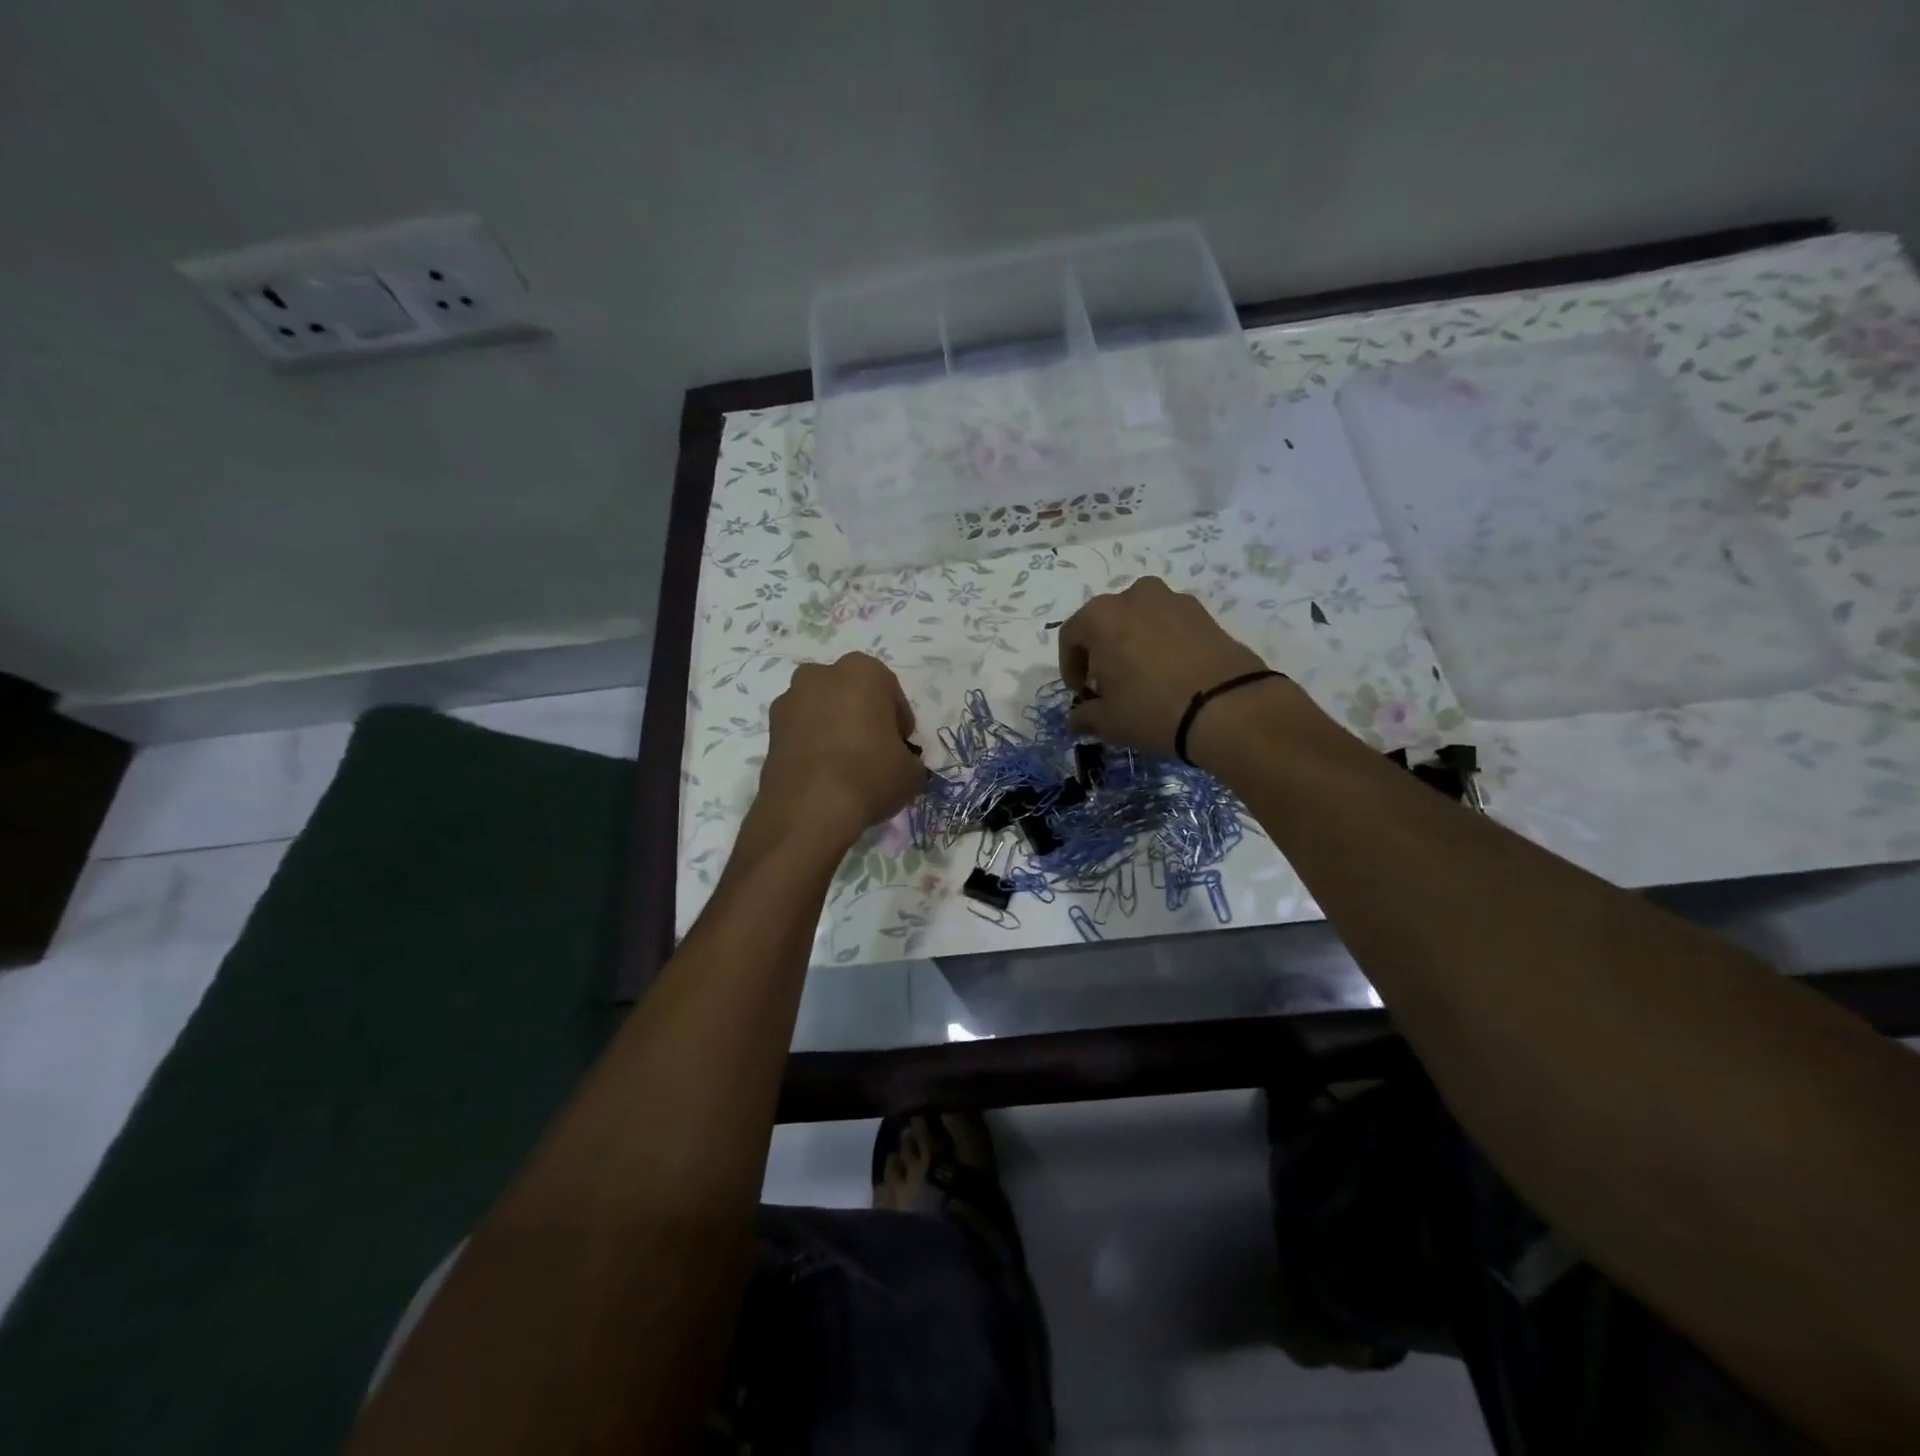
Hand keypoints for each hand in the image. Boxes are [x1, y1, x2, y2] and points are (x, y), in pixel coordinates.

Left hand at [755, 653, 926, 847]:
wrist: (808, 809)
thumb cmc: (869, 775)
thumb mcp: (911, 772)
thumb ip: (908, 758)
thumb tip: (901, 764)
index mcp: (862, 671)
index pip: (890, 691)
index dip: (899, 720)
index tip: (902, 745)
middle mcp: (820, 675)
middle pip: (851, 694)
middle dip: (863, 716)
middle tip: (875, 750)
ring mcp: (789, 700)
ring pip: (822, 710)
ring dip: (835, 729)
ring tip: (847, 765)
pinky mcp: (769, 729)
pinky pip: (801, 731)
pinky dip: (813, 745)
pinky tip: (824, 774)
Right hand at [1057, 577, 1271, 753]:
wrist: (1228, 706)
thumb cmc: (1152, 709)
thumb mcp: (1109, 722)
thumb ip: (1085, 716)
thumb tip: (1077, 718)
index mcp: (1101, 616)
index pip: (1071, 636)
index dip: (1070, 667)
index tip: (1081, 692)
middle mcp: (1134, 596)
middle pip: (1106, 622)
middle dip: (1102, 651)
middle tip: (1109, 683)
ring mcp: (1173, 600)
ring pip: (1140, 620)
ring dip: (1133, 643)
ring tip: (1143, 676)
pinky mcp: (1204, 612)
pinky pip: (1170, 625)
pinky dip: (1163, 643)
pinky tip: (1170, 673)